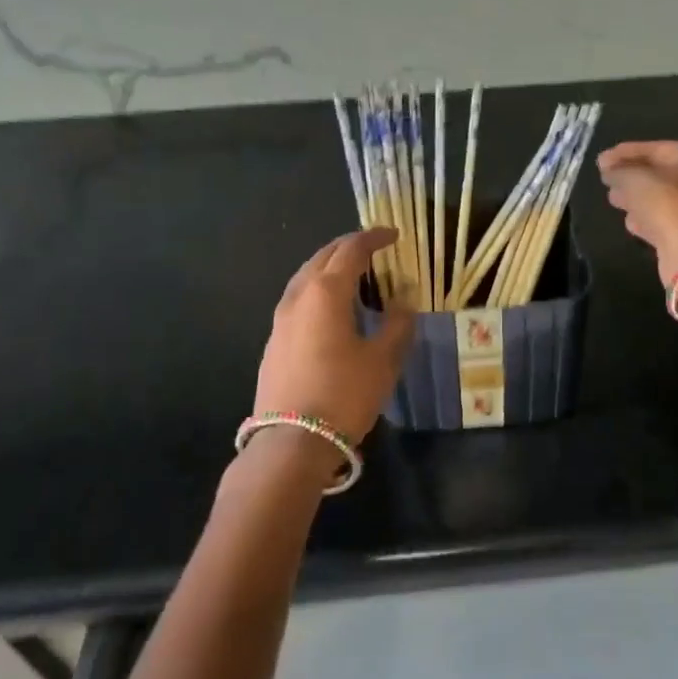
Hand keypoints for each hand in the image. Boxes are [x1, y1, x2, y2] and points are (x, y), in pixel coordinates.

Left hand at [254, 227, 414, 444]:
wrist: (291, 442)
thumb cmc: (344, 394)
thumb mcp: (383, 359)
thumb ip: (397, 324)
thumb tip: (403, 301)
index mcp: (326, 292)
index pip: (351, 250)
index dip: (373, 238)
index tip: (393, 236)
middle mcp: (298, 296)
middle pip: (323, 257)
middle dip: (349, 248)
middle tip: (374, 250)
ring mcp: (280, 320)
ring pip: (305, 278)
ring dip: (330, 269)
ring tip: (354, 277)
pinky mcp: (274, 342)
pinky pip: (298, 300)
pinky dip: (318, 291)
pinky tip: (331, 310)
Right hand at [597, 141, 677, 287]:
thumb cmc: (666, 203)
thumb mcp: (634, 179)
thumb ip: (618, 170)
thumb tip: (608, 170)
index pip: (654, 149)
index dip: (624, 153)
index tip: (600, 161)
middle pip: (659, 173)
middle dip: (631, 176)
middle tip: (606, 180)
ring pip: (661, 197)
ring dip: (637, 198)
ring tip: (614, 199)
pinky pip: (666, 218)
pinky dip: (648, 218)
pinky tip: (631, 221)